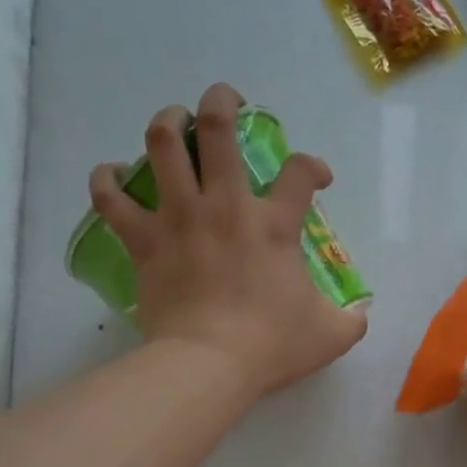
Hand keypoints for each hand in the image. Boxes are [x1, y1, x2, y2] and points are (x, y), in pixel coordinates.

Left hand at [90, 84, 367, 398]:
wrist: (209, 364)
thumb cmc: (271, 346)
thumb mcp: (331, 335)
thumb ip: (351, 319)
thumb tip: (359, 314)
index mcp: (274, 225)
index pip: (300, 172)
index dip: (312, 166)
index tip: (315, 178)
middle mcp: (225, 206)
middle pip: (218, 128)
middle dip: (221, 102)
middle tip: (224, 102)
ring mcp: (179, 218)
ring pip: (163, 144)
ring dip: (168, 122)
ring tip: (174, 121)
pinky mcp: (144, 241)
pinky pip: (112, 198)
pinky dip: (106, 180)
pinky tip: (111, 174)